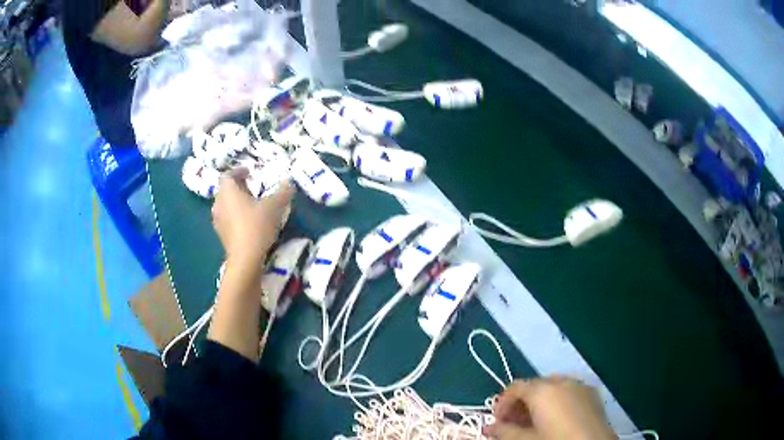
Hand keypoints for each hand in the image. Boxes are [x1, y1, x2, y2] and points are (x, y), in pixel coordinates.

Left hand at [212, 172, 294, 270]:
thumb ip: (282, 192)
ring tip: (252, 207)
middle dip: (239, 187)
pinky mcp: (221, 235)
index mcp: (228, 191)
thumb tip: (289, 182)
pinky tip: (248, 223)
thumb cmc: (257, 226)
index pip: (228, 175)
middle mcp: (219, 203)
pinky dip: (236, 216)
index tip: (250, 173)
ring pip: (226, 205)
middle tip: (253, 189)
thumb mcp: (274, 206)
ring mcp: (218, 220)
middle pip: (226, 190)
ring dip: (237, 203)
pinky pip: (227, 219)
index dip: (239, 171)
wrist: (245, 259)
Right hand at [485, 376, 615, 439]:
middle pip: (534, 386)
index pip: (514, 388)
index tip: (498, 422)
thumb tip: (489, 428)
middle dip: (520, 403)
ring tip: (534, 423)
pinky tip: (556, 420)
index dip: (502, 404)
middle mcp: (562, 381)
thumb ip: (504, 432)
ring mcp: (580, 385)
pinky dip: (557, 402)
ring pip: (552, 387)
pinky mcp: (592, 394)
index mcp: (543, 390)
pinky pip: (569, 391)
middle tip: (513, 424)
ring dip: (538, 402)